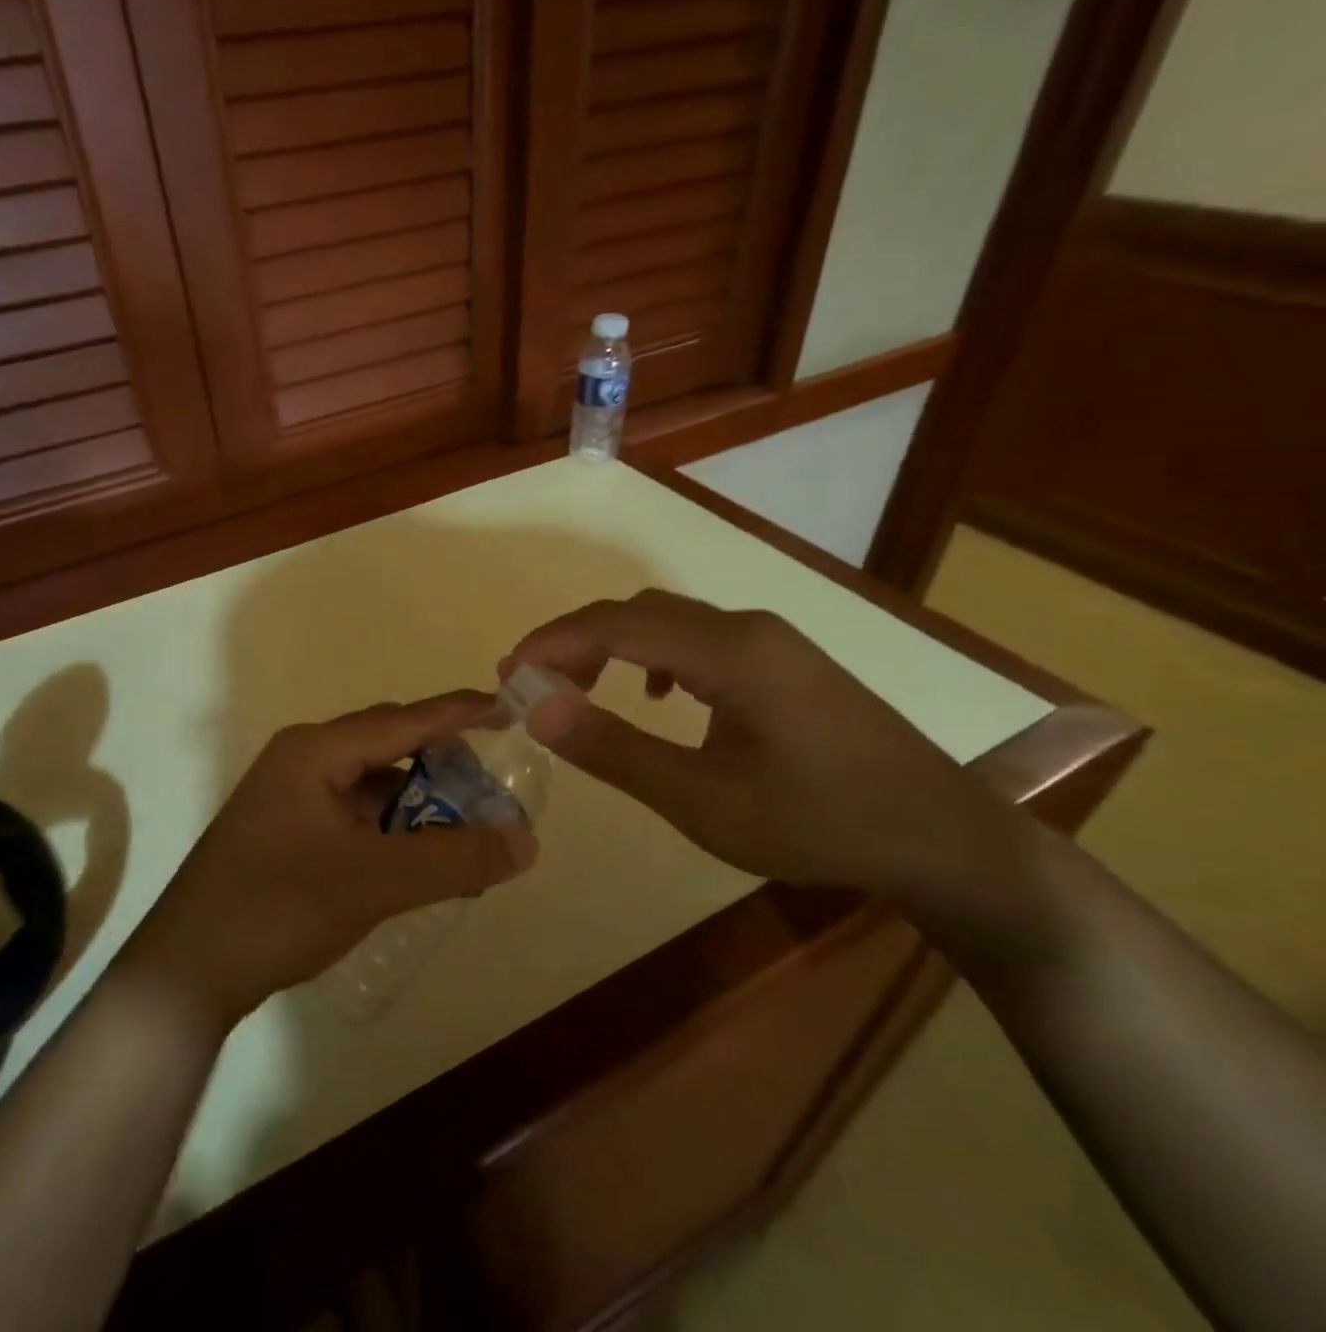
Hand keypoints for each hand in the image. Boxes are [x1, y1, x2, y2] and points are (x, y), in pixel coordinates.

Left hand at [117, 693, 537, 1030]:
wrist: (186, 971)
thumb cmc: (277, 908)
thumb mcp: (375, 882)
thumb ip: (453, 859)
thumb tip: (526, 840)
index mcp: (315, 751)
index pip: (402, 719)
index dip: (457, 712)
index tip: (506, 708)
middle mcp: (301, 760)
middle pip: (387, 746)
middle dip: (441, 764)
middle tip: (488, 791)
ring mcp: (288, 795)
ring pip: (370, 784)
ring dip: (416, 804)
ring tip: (460, 835)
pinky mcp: (284, 830)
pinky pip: (351, 813)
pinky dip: (389, 829)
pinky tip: (413, 860)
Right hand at [501, 590, 1032, 904]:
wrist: (944, 838)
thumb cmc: (820, 824)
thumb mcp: (704, 801)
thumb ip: (616, 750)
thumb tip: (537, 707)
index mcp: (730, 651)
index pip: (616, 624)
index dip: (553, 642)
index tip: (506, 673)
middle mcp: (747, 627)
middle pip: (637, 613)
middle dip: (574, 641)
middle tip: (531, 685)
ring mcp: (770, 640)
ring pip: (667, 621)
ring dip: (612, 646)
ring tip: (577, 689)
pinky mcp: (782, 660)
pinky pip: (697, 638)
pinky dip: (653, 656)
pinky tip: (658, 697)